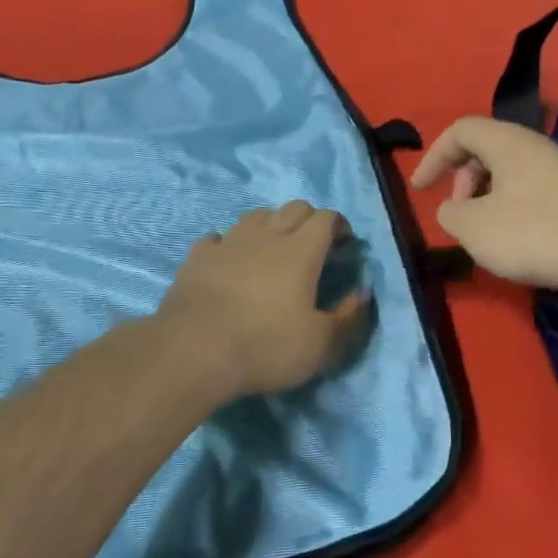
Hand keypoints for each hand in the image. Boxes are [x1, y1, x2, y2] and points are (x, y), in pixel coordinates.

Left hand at [157, 202, 371, 399]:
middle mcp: (266, 236)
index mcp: (301, 251)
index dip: (339, 225)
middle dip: (309, 219)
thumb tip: (363, 293)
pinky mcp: (197, 258)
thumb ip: (349, 317)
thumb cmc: (266, 346)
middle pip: (293, 208)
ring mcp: (228, 243)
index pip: (326, 218)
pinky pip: (217, 238)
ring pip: (255, 216)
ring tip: (273, 249)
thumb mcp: (322, 345)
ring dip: (271, 225)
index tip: (345, 244)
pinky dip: (229, 244)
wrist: (194, 350)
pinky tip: (229, 259)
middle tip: (314, 245)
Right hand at [410, 116, 557, 295]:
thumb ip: (449, 213)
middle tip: (457, 213)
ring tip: (482, 231)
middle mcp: (534, 146)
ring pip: (507, 171)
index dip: (433, 156)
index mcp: (507, 142)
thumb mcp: (473, 228)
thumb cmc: (534, 234)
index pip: (460, 131)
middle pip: (484, 148)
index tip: (420, 189)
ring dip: (484, 196)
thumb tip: (454, 209)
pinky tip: (514, 239)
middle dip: (460, 178)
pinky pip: (528, 189)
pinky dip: (508, 207)